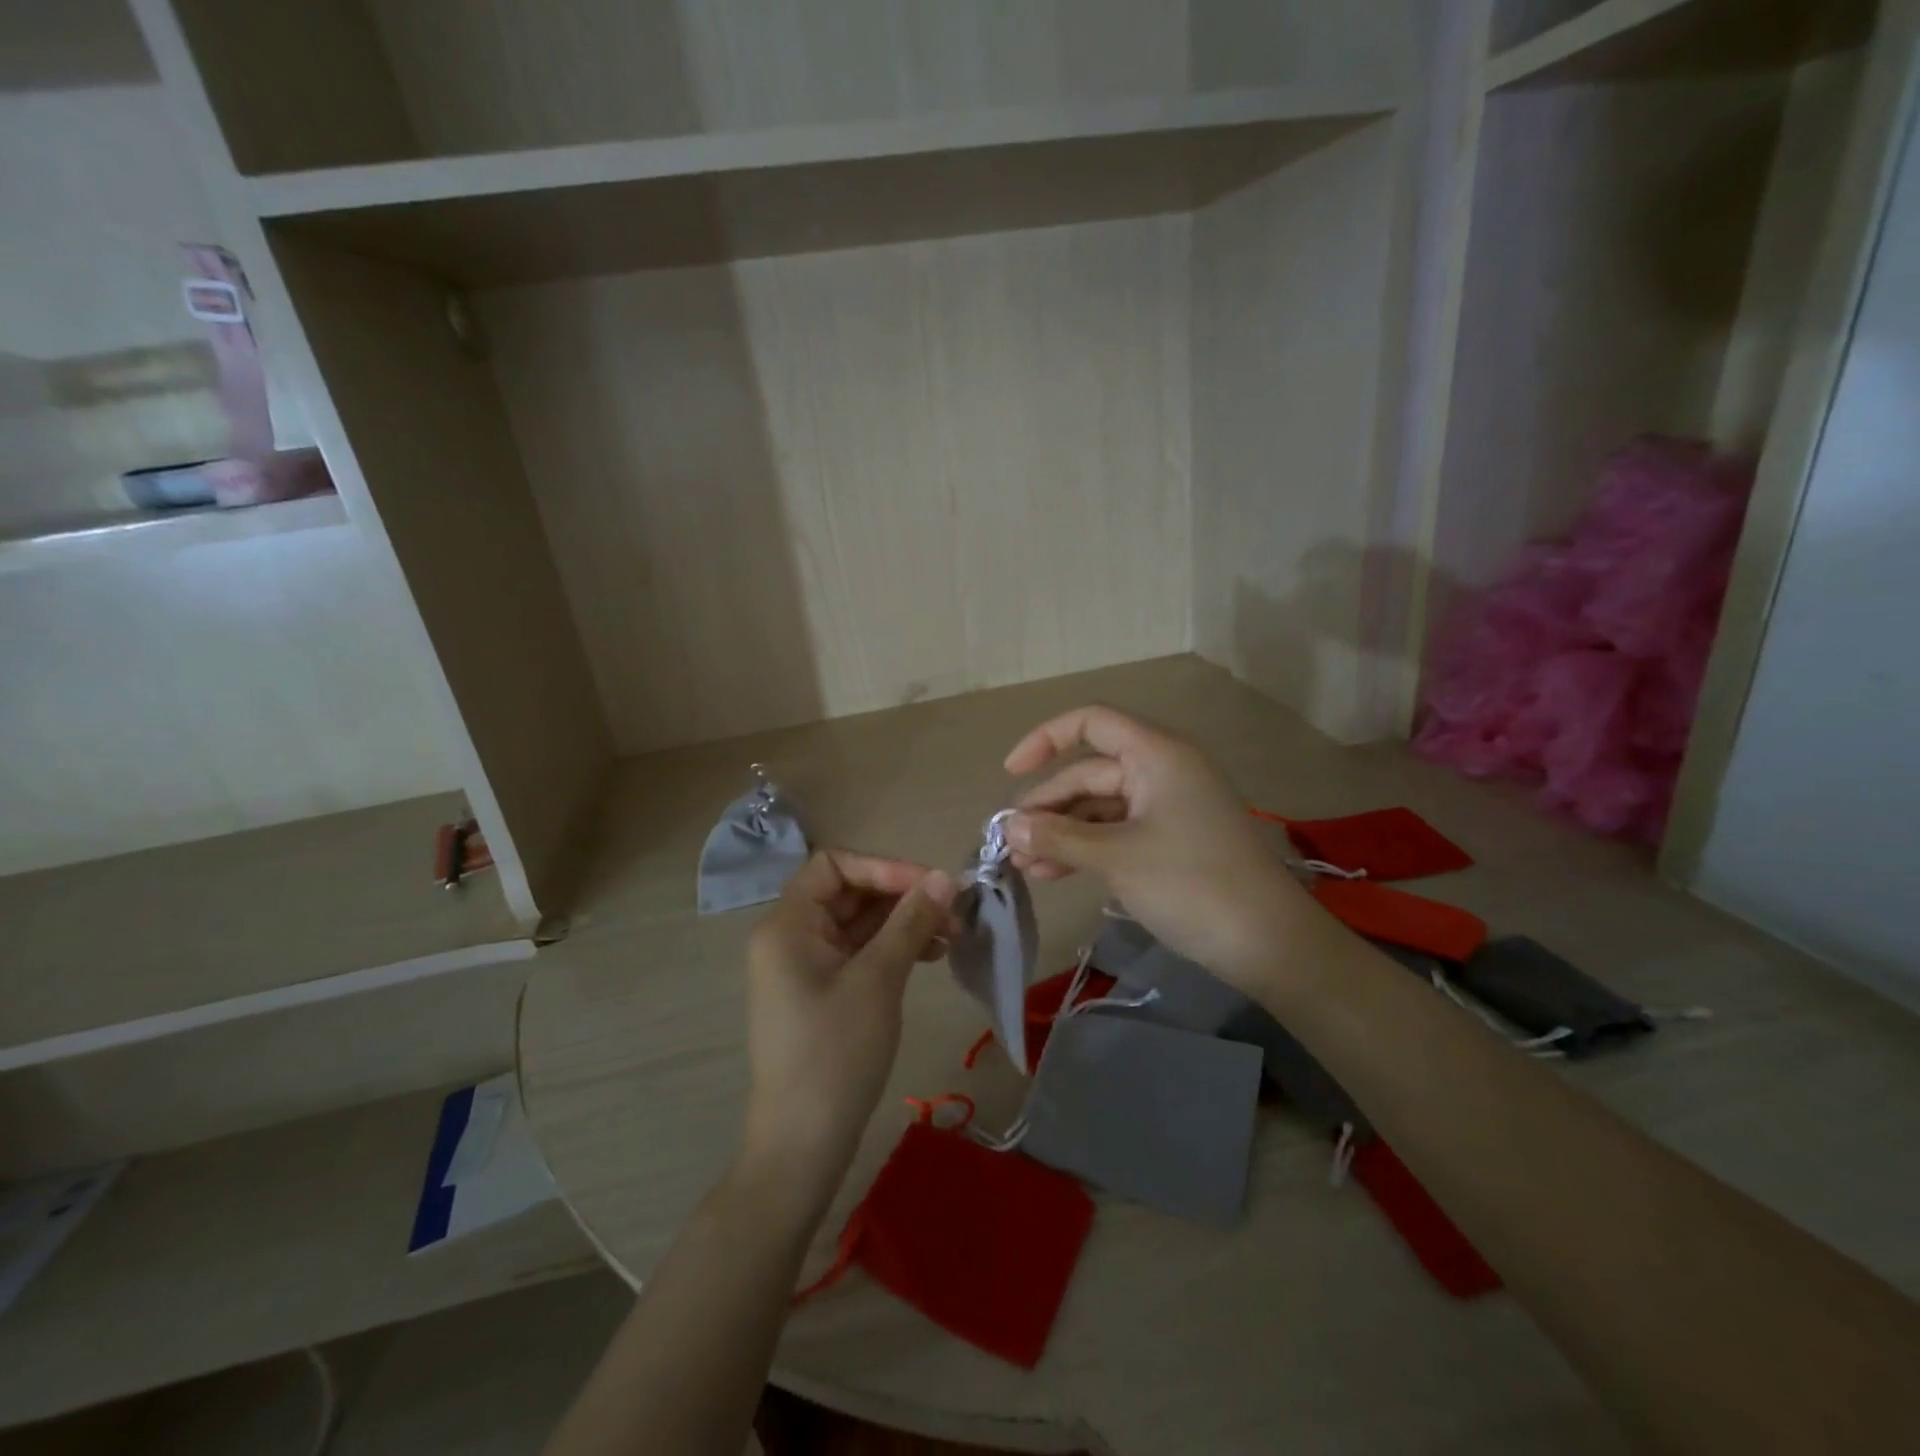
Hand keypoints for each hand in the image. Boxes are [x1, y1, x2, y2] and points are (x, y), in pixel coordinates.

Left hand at [743, 850, 957, 1191]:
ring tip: (951, 936)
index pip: (834, 865)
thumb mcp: (878, 979)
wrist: (803, 1143)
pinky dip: (893, 948)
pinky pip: (859, 952)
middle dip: (902, 897)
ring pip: (859, 924)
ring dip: (904, 923)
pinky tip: (930, 955)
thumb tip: (944, 878)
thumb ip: (910, 921)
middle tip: (954, 913)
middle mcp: (790, 936)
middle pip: (849, 893)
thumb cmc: (835, 1052)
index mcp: (787, 924)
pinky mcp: (822, 991)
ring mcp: (805, 966)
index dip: (885, 868)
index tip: (932, 885)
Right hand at [1004, 706, 1316, 996]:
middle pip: (1089, 773)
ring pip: (1100, 808)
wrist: (1270, 943)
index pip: (1091, 723)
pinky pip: (1117, 832)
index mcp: (1156, 754)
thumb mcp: (1116, 857)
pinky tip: (1053, 873)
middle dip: (1047, 806)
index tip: (1010, 774)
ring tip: (1023, 866)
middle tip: (1009, 843)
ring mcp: (1168, 808)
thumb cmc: (1191, 884)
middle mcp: (1162, 770)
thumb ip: (1058, 836)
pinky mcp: (1172, 841)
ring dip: (1061, 833)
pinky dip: (1086, 849)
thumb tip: (1009, 826)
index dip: (1045, 740)